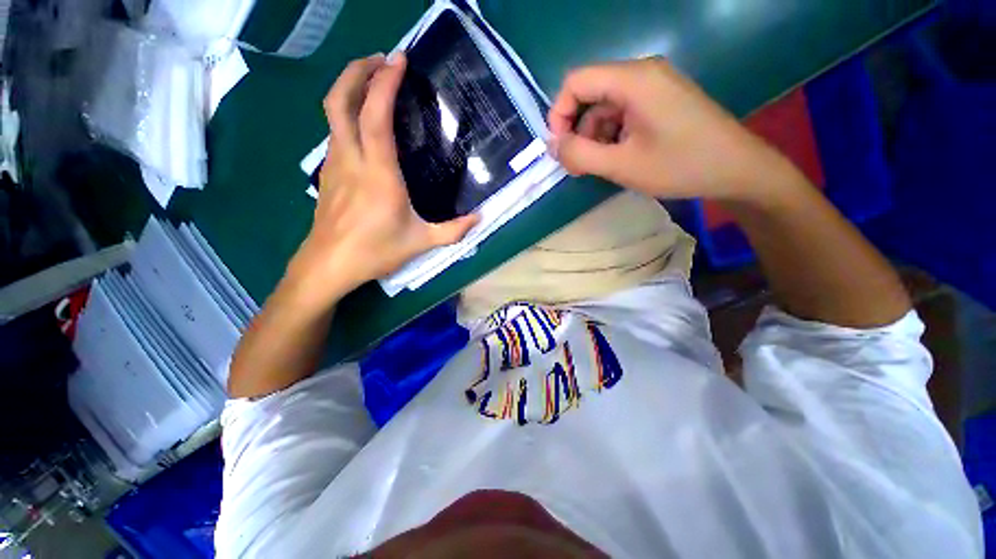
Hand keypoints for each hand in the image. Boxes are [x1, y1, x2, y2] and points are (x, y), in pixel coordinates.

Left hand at [289, 53, 478, 302]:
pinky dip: (347, 115)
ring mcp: (335, 164)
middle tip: (380, 59)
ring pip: (333, 114)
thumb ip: (453, 230)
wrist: (329, 264)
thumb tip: (479, 218)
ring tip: (373, 84)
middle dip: (357, 71)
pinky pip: (336, 133)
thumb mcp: (421, 242)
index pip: (375, 116)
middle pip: (340, 100)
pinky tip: (365, 125)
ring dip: (350, 89)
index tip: (399, 61)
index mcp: (378, 174)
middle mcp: (352, 160)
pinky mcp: (328, 173)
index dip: (385, 83)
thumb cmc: (375, 252)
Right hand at [548, 57, 799, 202]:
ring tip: (601, 166)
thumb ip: (579, 155)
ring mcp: (655, 86)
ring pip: (605, 107)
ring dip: (595, 137)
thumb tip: (553, 146)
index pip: (576, 82)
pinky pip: (623, 113)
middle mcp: (643, 73)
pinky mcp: (661, 101)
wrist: (737, 169)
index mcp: (633, 79)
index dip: (559, 114)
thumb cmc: (679, 166)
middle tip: (580, 166)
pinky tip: (618, 157)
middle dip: (578, 131)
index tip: (559, 148)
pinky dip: (612, 135)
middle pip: (591, 95)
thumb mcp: (621, 165)